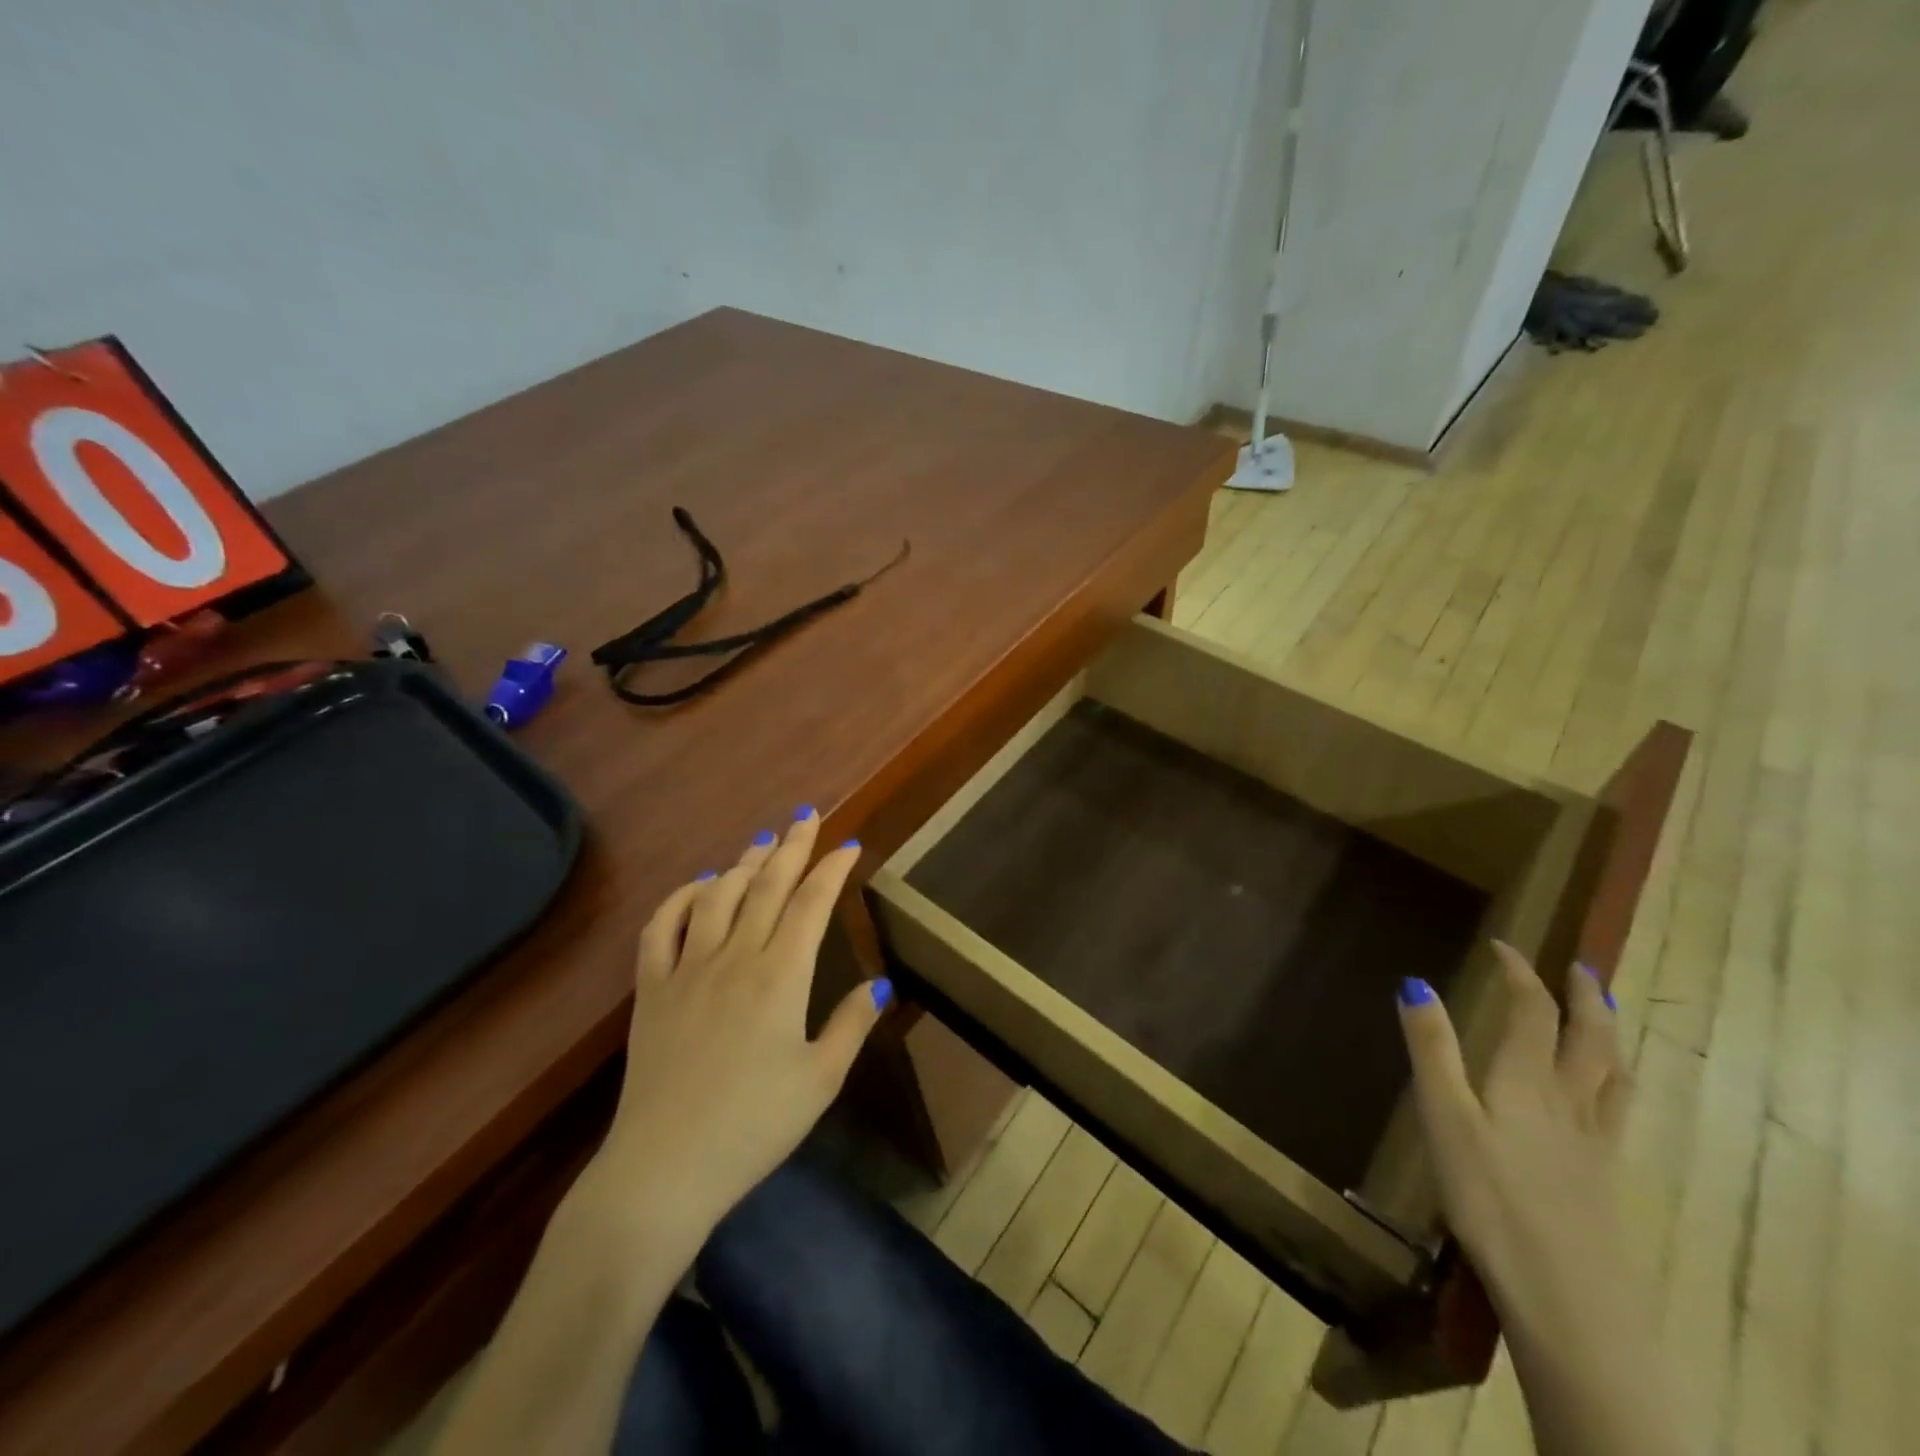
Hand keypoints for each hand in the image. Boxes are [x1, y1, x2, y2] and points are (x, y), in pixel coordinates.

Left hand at [582, 810, 889, 1244]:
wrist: (664, 1169)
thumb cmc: (753, 1127)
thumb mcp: (820, 1081)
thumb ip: (850, 1025)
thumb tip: (879, 983)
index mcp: (781, 976)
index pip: (812, 904)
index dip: (833, 868)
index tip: (850, 845)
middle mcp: (735, 958)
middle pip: (767, 886)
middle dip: (792, 846)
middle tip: (806, 816)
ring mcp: (687, 969)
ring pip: (718, 896)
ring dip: (743, 863)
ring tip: (763, 841)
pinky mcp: (651, 989)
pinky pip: (661, 927)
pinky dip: (681, 897)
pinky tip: (699, 885)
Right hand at [1397, 941, 1628, 1330]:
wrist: (1565, 1294)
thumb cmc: (1490, 1196)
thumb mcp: (1444, 1115)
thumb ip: (1431, 1048)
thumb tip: (1414, 982)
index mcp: (1527, 1080)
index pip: (1533, 1011)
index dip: (1520, 973)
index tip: (1502, 946)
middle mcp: (1570, 1100)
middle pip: (1591, 1038)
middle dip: (1585, 997)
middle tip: (1580, 968)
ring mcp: (1594, 1141)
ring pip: (1614, 1074)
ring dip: (1610, 1035)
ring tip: (1605, 1017)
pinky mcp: (1603, 1176)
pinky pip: (1619, 1111)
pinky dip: (1618, 1083)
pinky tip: (1610, 1095)